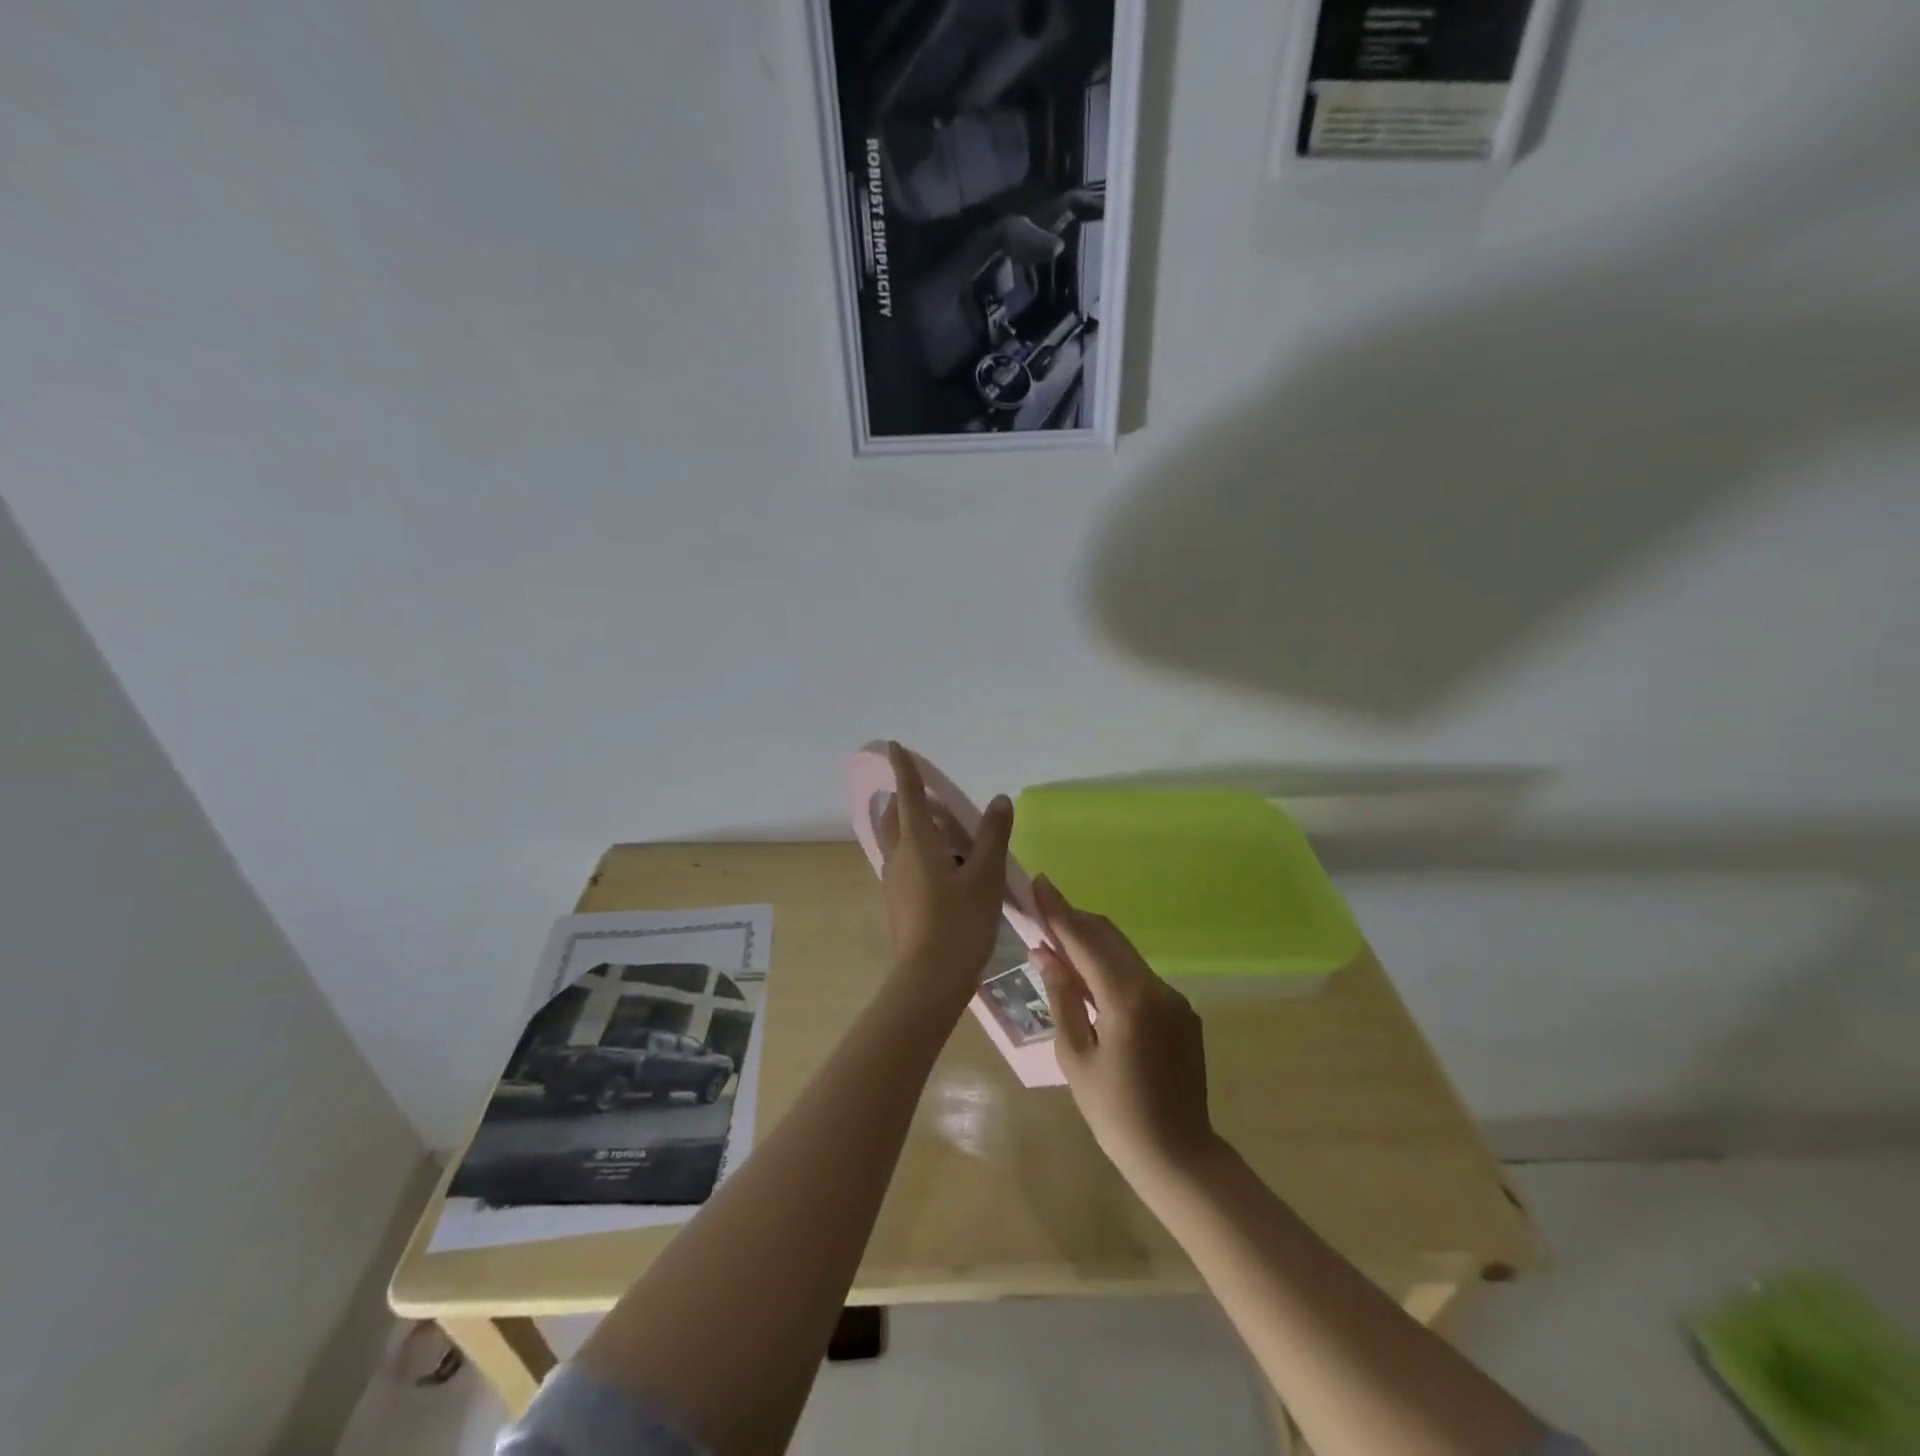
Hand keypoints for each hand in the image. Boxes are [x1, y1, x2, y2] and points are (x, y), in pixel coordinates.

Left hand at [878, 742, 1013, 1009]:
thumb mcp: (986, 876)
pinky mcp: (897, 901)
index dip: (904, 768)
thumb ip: (992, 835)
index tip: (894, 746)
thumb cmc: (960, 922)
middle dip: (908, 797)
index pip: (909, 794)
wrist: (930, 979)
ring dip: (914, 825)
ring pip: (898, 840)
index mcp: (917, 842)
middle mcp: (898, 855)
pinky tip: (944, 866)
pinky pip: (904, 861)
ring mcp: (894, 880)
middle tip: (935, 796)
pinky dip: (919, 849)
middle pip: (896, 815)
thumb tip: (999, 800)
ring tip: (947, 831)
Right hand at [1032, 876, 1217, 1186]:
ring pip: (1125, 955)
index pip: (1085, 940)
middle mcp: (1156, 987)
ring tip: (1060, 952)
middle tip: (1042, 916)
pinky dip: (1112, 970)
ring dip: (1093, 946)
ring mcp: (1174, 998)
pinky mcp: (1182, 1012)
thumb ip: (1062, 997)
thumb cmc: (1115, 1113)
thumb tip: (1046, 953)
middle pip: (1109, 937)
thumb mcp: (1075, 1056)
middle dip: (1075, 922)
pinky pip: (1140, 977)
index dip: (1059, 911)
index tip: (1039, 882)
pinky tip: (1092, 987)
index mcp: (1127, 998)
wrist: (1178, 1156)